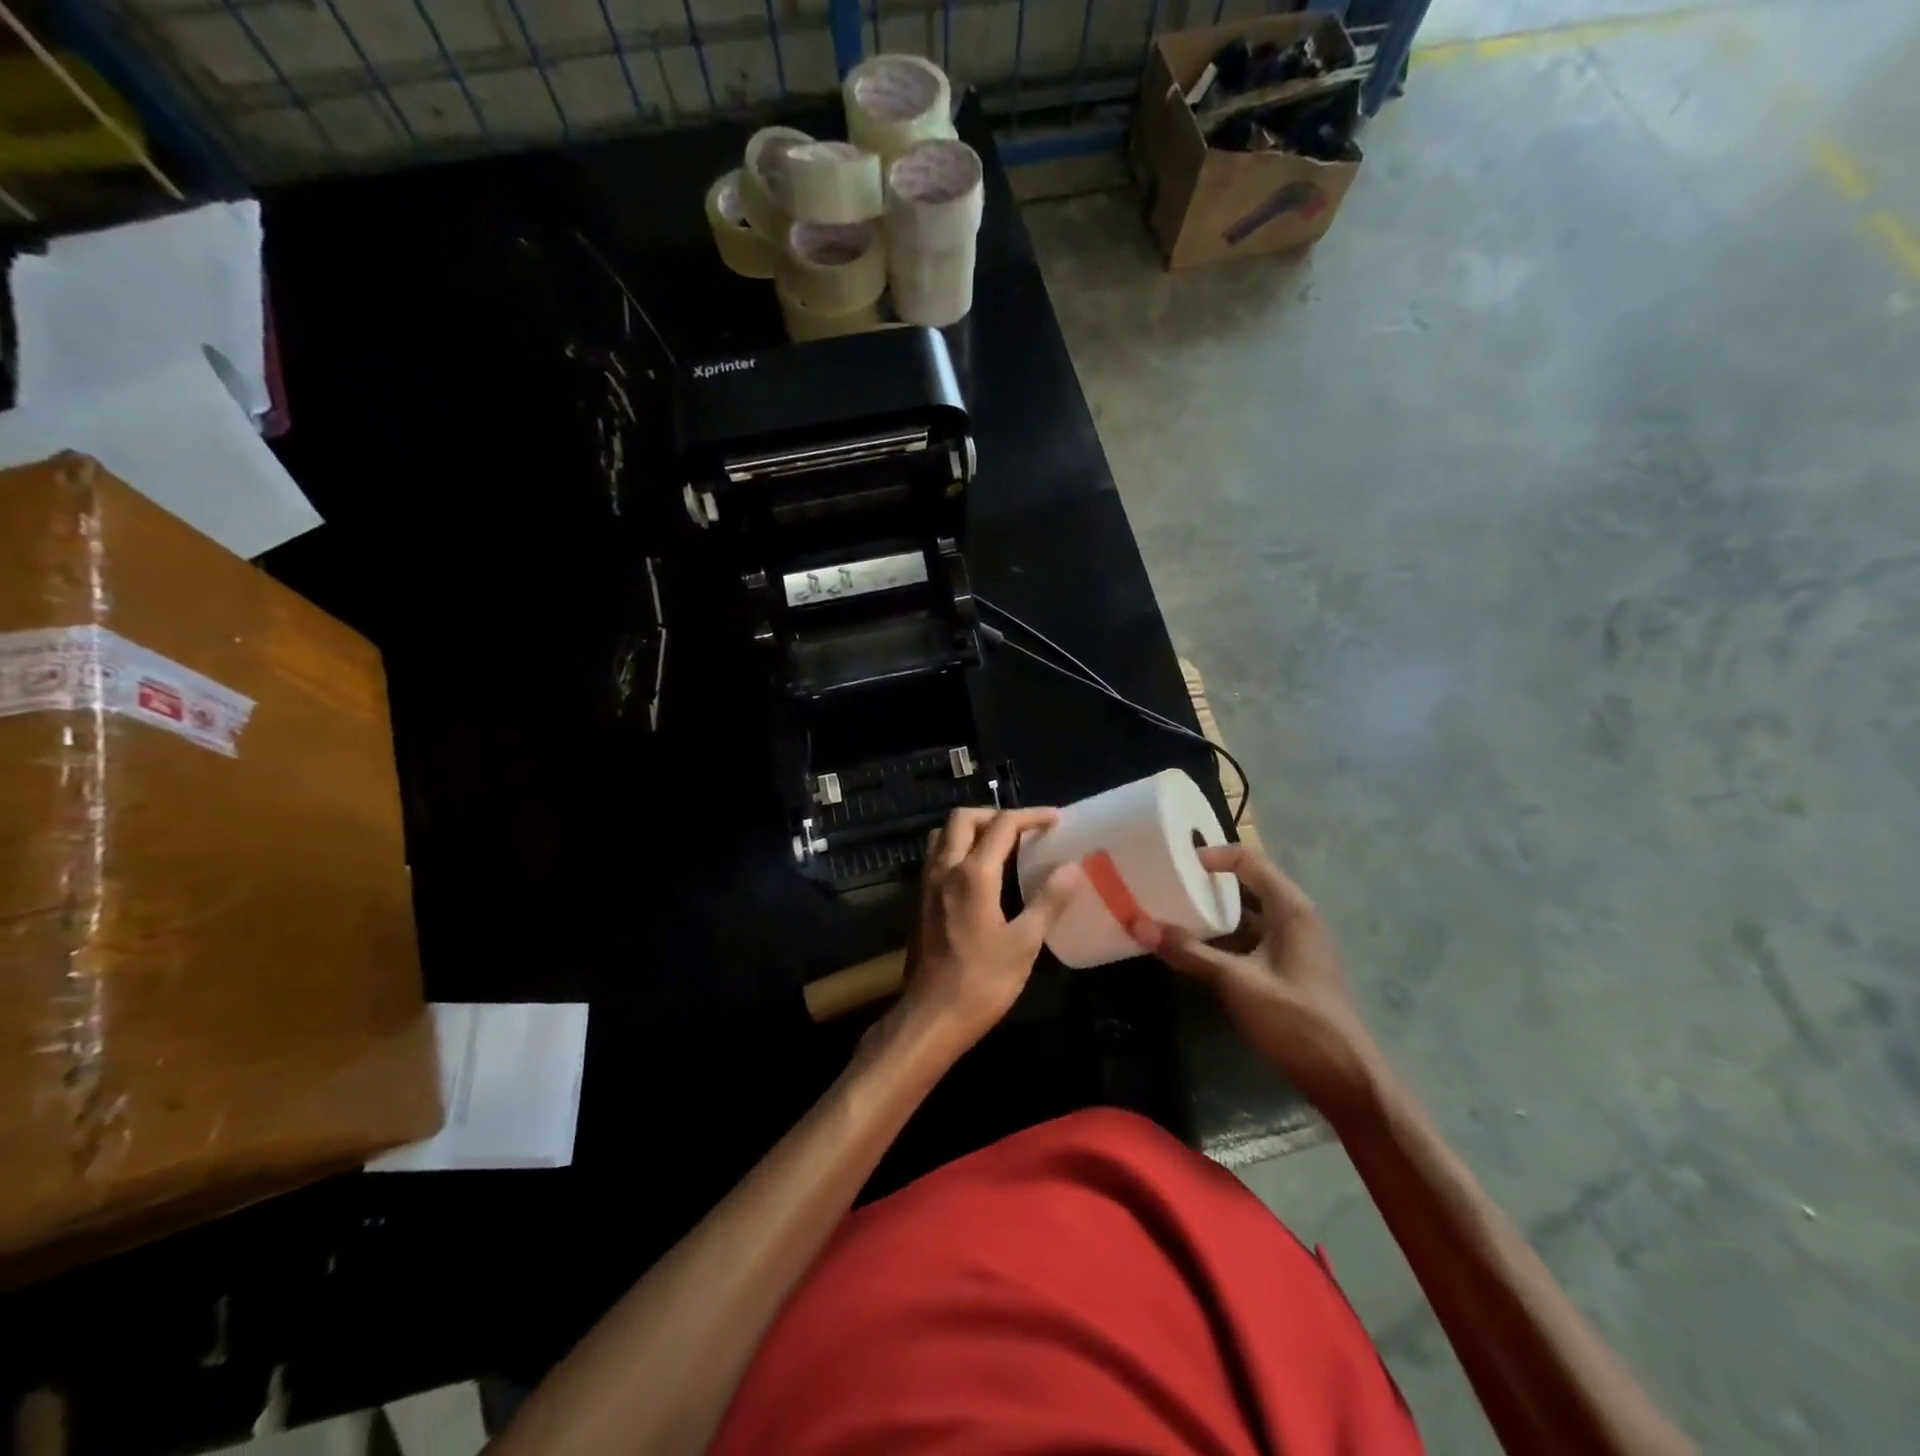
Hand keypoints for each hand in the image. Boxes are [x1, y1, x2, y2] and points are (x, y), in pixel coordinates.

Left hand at [899, 807, 1084, 1049]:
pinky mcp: (921, 900)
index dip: (1031, 816)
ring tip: (1000, 844)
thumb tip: (1072, 868)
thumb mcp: (1024, 943)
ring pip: (944, 834)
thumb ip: (1047, 901)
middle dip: (995, 814)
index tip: (1055, 819)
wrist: (931, 1016)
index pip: (1002, 825)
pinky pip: (937, 856)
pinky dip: (958, 847)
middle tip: (1024, 828)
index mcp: (973, 874)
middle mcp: (945, 868)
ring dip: (971, 828)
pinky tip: (979, 872)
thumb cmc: (982, 982)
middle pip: (963, 819)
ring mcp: (928, 883)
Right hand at [1138, 845, 1381, 1117]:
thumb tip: (1137, 923)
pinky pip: (1252, 941)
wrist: (1344, 1078)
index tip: (1176, 861)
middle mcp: (1296, 919)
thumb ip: (1188, 952)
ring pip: (1249, 916)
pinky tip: (1197, 951)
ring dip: (1214, 914)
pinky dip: (1224, 939)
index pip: (1249, 861)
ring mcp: (1295, 947)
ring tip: (1174, 913)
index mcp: (1291, 909)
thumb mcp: (1235, 982)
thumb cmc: (1295, 1019)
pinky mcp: (1289, 971)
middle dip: (1208, 884)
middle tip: (1168, 883)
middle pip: (1248, 885)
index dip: (1213, 856)